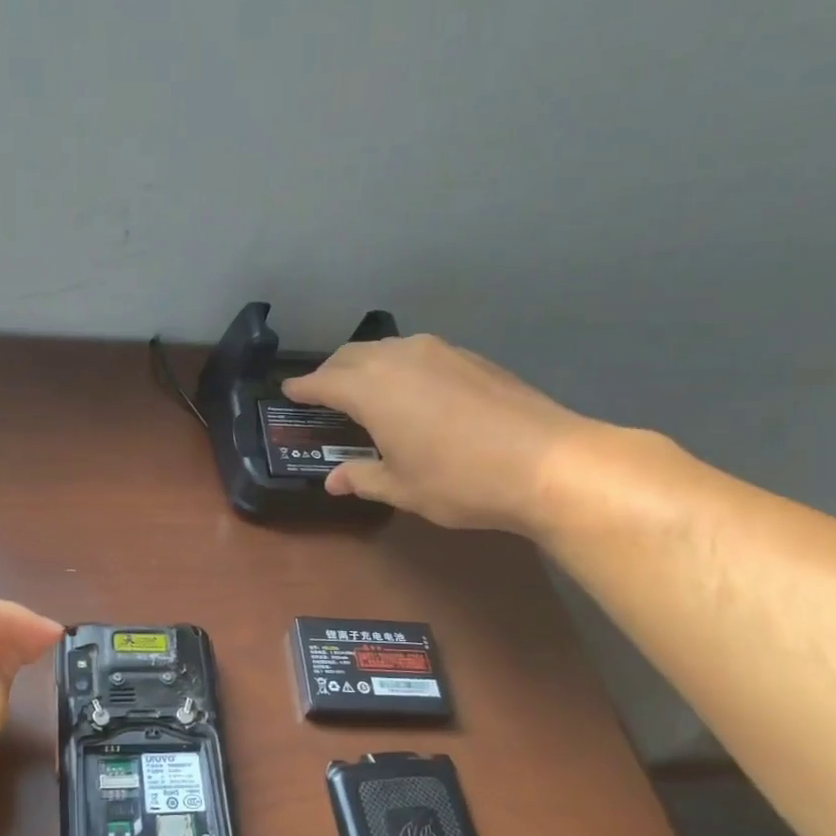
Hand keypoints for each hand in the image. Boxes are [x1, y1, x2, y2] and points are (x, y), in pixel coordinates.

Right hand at [282, 334, 597, 534]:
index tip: (288, 392)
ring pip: (386, 348)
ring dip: (366, 364)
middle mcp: (398, 358)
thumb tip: (333, 481)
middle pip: (351, 355)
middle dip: (331, 371)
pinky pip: (418, 353)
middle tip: (323, 393)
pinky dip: (400, 366)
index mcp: (370, 389)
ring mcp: (438, 351)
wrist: (547, 462)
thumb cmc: (459, 479)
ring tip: (365, 389)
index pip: (323, 381)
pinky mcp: (469, 356)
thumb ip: (362, 478)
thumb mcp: (402, 488)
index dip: (303, 388)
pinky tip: (413, 391)